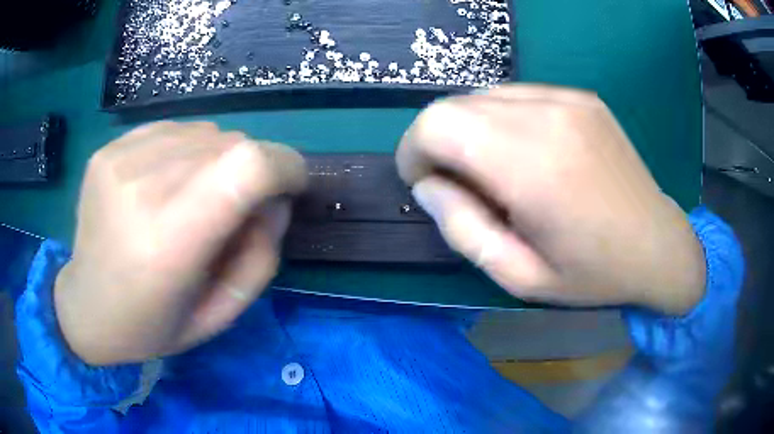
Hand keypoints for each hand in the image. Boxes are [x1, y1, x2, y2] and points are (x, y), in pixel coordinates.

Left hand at [54, 122, 306, 364]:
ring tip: (192, 200)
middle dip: (251, 172)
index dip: (284, 165)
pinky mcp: (108, 149)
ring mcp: (119, 160)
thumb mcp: (220, 314)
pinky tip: (165, 184)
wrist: (86, 307)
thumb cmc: (152, 325)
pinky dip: (186, 152)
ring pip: (205, 132)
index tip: (290, 186)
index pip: (247, 166)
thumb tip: (273, 199)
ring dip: (217, 161)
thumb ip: (261, 256)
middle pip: (230, 144)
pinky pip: (173, 130)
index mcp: (168, 244)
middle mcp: (140, 189)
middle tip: (231, 211)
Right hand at [397, 85, 705, 314]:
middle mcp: (548, 115)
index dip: (414, 150)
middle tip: (460, 184)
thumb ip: (462, 229)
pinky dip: (502, 120)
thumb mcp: (519, 277)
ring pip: (483, 96)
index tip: (426, 183)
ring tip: (497, 171)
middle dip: (438, 142)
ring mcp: (568, 99)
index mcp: (533, 166)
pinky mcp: (581, 96)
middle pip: (454, 104)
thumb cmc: (592, 274)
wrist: (658, 245)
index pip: (437, 124)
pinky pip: (517, 96)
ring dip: (470, 130)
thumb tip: (429, 185)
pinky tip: (528, 153)